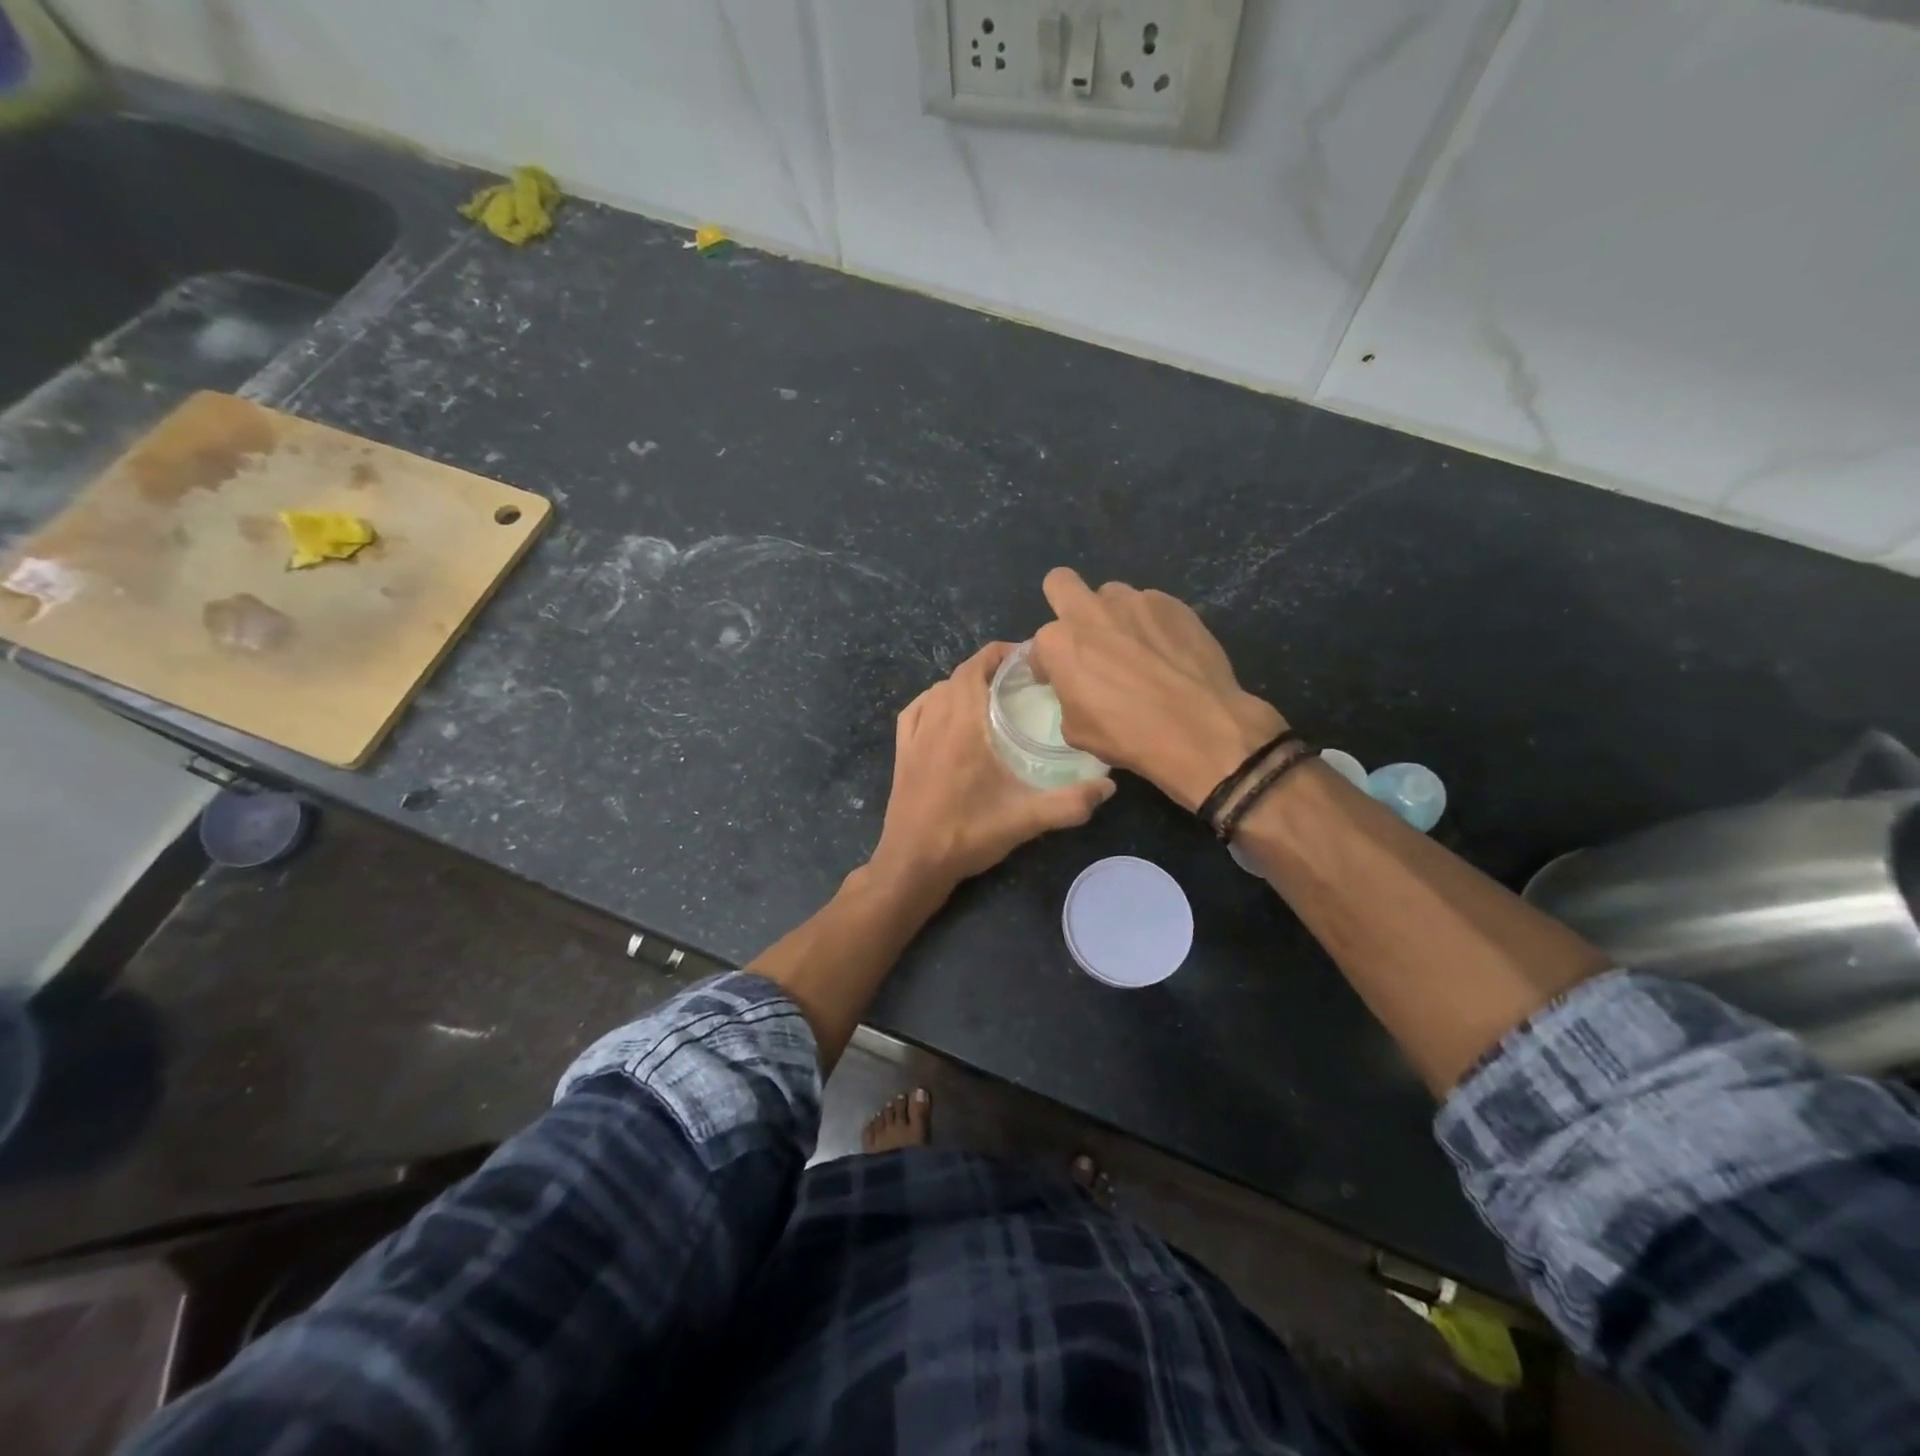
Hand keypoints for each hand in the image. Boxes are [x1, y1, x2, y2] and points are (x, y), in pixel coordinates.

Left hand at [871, 642, 1114, 893]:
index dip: (1000, 653)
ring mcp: (913, 737)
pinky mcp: (901, 754)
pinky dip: (932, 701)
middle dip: (988, 668)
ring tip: (991, 695)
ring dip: (962, 684)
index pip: (976, 667)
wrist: (913, 864)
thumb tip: (1109, 786)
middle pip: (959, 675)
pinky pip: (915, 711)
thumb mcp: (1025, 820)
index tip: (1028, 657)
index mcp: (962, 724)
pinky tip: (945, 713)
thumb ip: (1070, 802)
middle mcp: (935, 720)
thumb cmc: (967, 835)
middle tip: (1021, 679)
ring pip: (936, 691)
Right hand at [1030, 569, 1285, 811]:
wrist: (1199, 728)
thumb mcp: (1077, 730)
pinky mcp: (1173, 604)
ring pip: (1112, 594)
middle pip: (1061, 583)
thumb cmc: (1128, 735)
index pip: (1039, 645)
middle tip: (1083, 636)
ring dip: (1113, 615)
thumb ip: (1068, 696)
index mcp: (1059, 642)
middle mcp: (1092, 611)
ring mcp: (1135, 601)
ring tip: (1134, 647)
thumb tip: (1079, 689)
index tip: (1059, 680)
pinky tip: (1167, 652)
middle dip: (1064, 603)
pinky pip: (1152, 606)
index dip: (1047, 665)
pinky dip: (1152, 625)